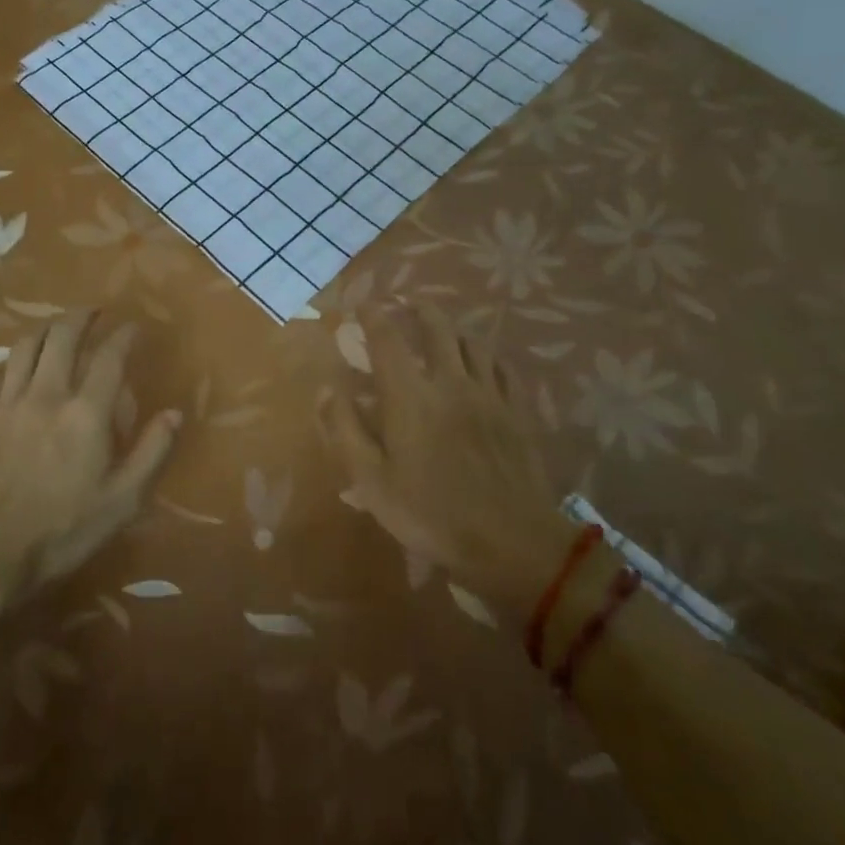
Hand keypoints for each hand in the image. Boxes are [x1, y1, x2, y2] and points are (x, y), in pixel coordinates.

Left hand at [0, 310, 180, 603]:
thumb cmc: (61, 531)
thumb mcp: (122, 501)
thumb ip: (152, 452)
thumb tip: (175, 413)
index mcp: (86, 413)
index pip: (110, 357)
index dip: (124, 335)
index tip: (133, 327)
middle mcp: (46, 395)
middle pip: (63, 336)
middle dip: (81, 316)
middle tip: (94, 312)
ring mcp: (6, 404)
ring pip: (25, 347)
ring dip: (46, 329)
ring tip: (57, 327)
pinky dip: (11, 363)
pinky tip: (16, 368)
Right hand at [321, 302, 572, 616]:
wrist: (511, 542)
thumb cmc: (430, 514)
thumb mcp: (371, 481)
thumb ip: (345, 430)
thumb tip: (328, 388)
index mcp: (410, 396)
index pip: (387, 338)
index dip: (372, 315)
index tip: (362, 304)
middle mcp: (450, 382)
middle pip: (437, 327)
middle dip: (418, 308)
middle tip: (405, 303)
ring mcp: (489, 394)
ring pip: (472, 342)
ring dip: (453, 328)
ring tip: (442, 329)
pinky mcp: (516, 411)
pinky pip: (503, 368)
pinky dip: (487, 355)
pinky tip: (484, 361)